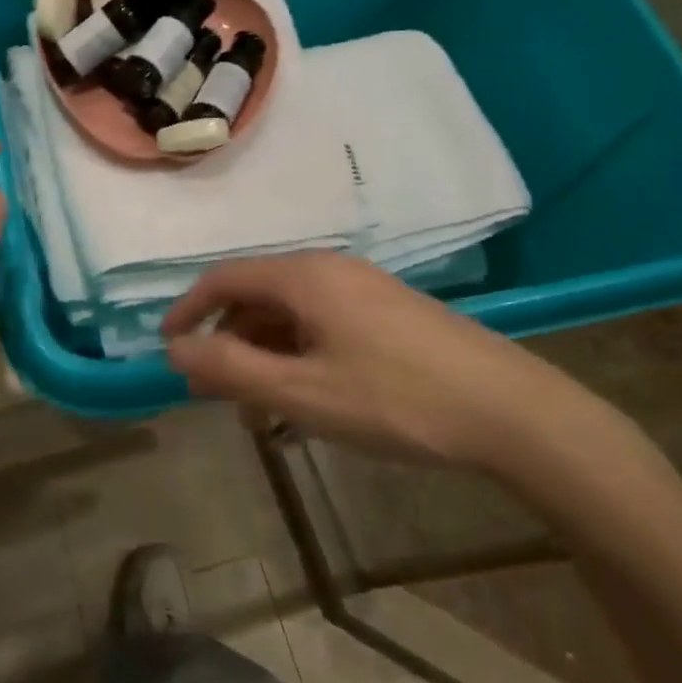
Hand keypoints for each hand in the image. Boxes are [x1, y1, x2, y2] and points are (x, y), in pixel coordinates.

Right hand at [161, 253, 619, 471]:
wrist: (513, 412)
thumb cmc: (396, 400)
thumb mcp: (302, 392)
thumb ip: (231, 369)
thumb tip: (175, 350)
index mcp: (304, 277)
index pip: (224, 278)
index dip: (188, 310)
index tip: (168, 348)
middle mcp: (331, 270)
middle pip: (257, 295)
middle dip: (227, 341)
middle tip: (214, 391)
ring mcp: (365, 289)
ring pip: (291, 313)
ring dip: (263, 353)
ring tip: (260, 408)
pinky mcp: (389, 313)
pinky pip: (323, 324)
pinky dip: (298, 354)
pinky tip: (306, 397)